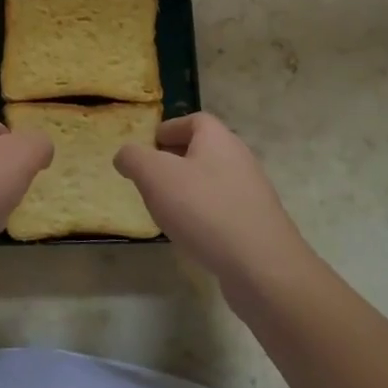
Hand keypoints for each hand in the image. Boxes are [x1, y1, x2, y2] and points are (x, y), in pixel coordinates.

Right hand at [114, 112, 306, 295]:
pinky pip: (223, 209)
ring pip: (213, 180)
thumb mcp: (155, 176)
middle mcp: (239, 159)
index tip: (149, 144)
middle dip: (176, 159)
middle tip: (150, 176)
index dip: (170, 128)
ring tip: (165, 207)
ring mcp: (252, 193)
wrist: (262, 266)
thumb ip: (134, 158)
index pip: (194, 120)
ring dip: (189, 188)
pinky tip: (190, 233)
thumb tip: (125, 155)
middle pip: (204, 150)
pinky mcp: (257, 224)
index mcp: (218, 139)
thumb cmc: (204, 209)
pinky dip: (204, 214)